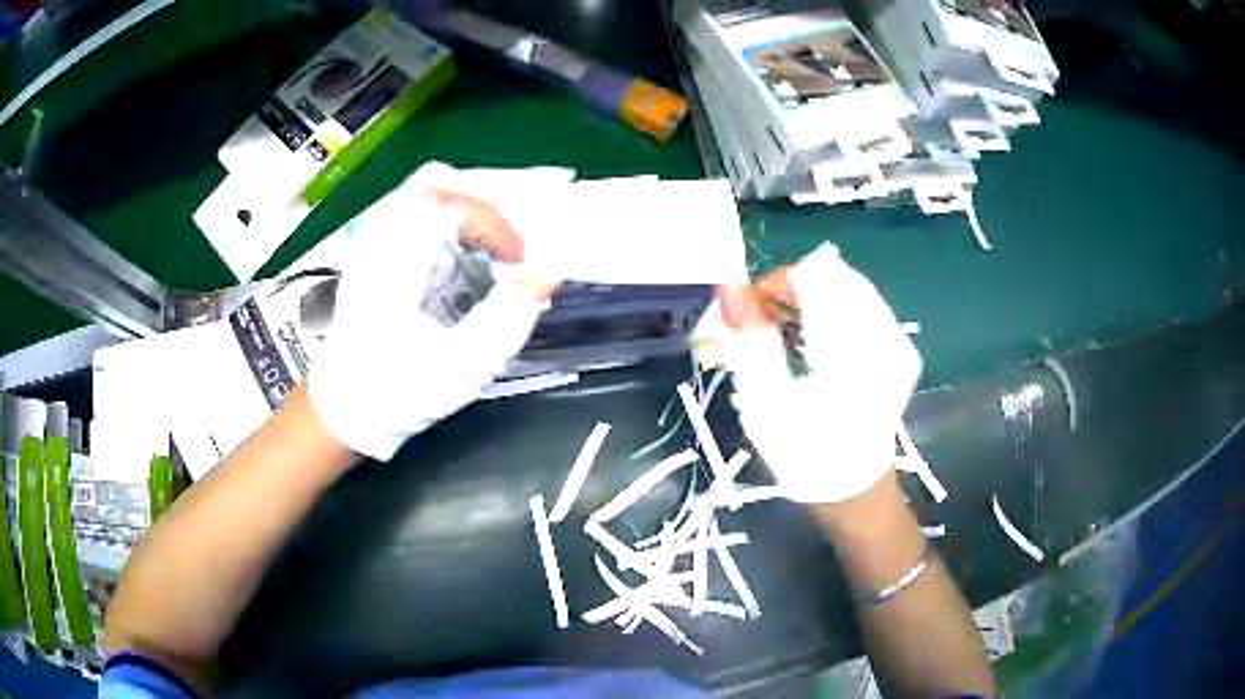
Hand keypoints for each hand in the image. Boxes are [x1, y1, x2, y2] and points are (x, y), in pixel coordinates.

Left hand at [309, 163, 560, 459]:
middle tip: (516, 235)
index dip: (495, 221)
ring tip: (498, 238)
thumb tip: (549, 273)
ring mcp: (372, 240)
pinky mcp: (375, 250)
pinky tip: (468, 245)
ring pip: (427, 191)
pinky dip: (452, 217)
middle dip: (486, 203)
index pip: (449, 202)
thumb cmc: (397, 393)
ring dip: (470, 208)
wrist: (345, 407)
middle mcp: (378, 238)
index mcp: (392, 262)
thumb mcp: (459, 368)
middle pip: (437, 183)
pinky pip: (417, 208)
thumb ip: (506, 320)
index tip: (519, 259)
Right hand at [717, 244, 919, 502]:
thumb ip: (750, 341)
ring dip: (813, 296)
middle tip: (765, 320)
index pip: (812, 281)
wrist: (853, 488)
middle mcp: (884, 340)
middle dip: (794, 288)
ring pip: (849, 287)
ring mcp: (900, 343)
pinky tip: (817, 337)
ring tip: (787, 329)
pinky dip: (835, 309)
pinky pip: (865, 305)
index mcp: (850, 358)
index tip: (749, 311)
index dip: (775, 285)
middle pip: (834, 277)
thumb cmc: (802, 454)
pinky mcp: (903, 348)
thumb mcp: (766, 404)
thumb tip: (730, 288)